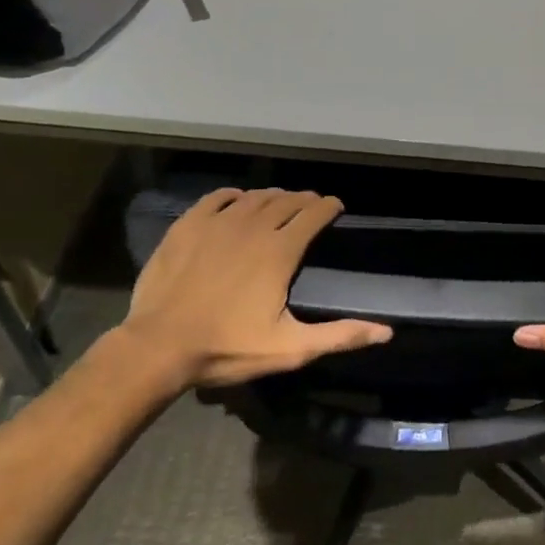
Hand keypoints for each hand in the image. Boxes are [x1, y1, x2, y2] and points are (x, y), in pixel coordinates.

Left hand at [117, 188, 390, 395]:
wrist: (158, 346)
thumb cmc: (226, 347)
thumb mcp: (289, 348)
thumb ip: (339, 336)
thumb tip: (386, 331)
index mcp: (280, 251)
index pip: (313, 215)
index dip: (329, 207)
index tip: (336, 206)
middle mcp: (253, 226)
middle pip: (286, 200)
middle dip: (304, 199)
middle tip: (311, 204)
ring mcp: (217, 223)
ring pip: (254, 197)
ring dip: (273, 196)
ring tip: (279, 201)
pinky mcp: (188, 225)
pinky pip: (216, 198)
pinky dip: (233, 196)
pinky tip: (236, 201)